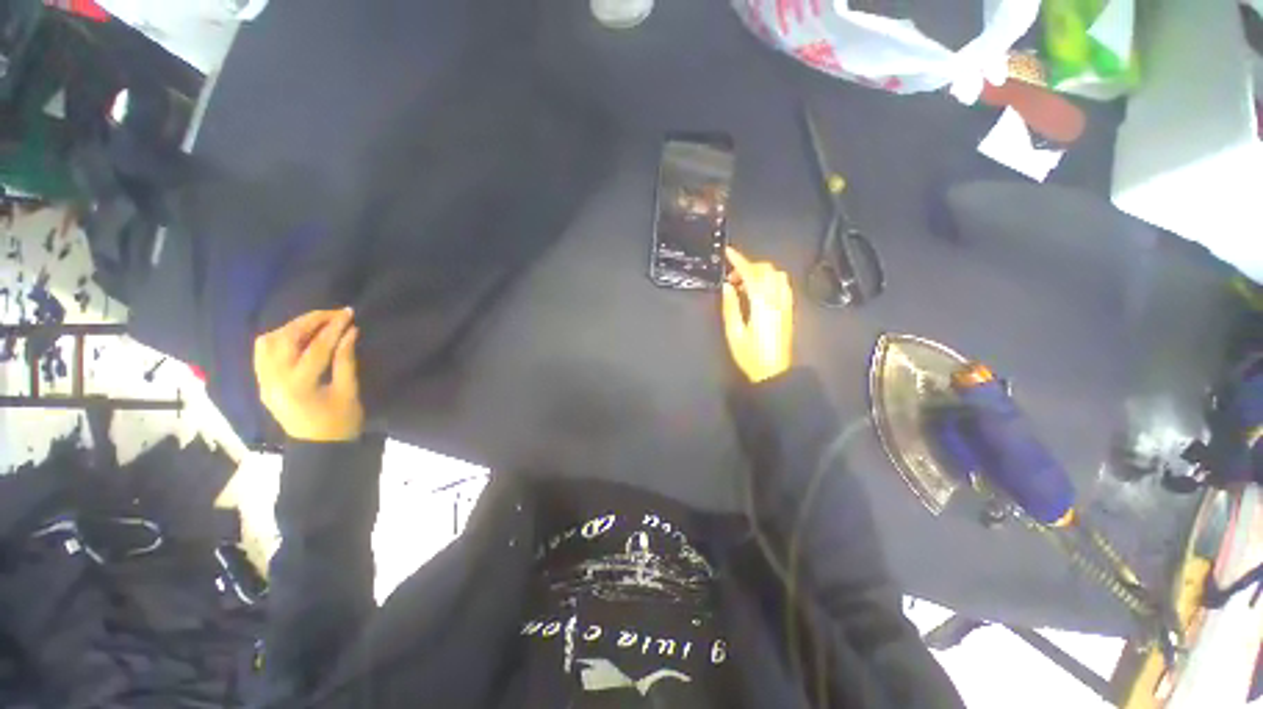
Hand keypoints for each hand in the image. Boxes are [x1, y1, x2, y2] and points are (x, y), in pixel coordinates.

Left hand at [254, 308, 363, 441]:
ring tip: (316, 323)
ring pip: (267, 342)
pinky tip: (297, 336)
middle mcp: (273, 381)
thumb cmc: (340, 422)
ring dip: (292, 327)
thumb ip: (346, 360)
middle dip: (310, 321)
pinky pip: (262, 352)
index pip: (315, 348)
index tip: (348, 313)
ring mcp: (263, 382)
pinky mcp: (263, 383)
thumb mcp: (349, 391)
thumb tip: (350, 332)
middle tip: (333, 314)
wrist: (319, 447)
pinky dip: (278, 338)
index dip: (334, 327)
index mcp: (298, 386)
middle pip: (285, 339)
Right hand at [722, 247, 793, 383]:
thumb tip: (727, 286)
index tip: (728, 253)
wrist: (774, 372)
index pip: (751, 273)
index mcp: (761, 304)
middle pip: (766, 270)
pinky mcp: (788, 309)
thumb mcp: (734, 333)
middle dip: (748, 266)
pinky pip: (782, 285)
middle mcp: (776, 299)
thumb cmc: (751, 356)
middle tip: (732, 277)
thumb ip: (730, 306)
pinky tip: (759, 290)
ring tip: (744, 284)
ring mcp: (785, 303)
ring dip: (760, 272)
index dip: (739, 260)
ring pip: (776, 274)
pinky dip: (770, 279)